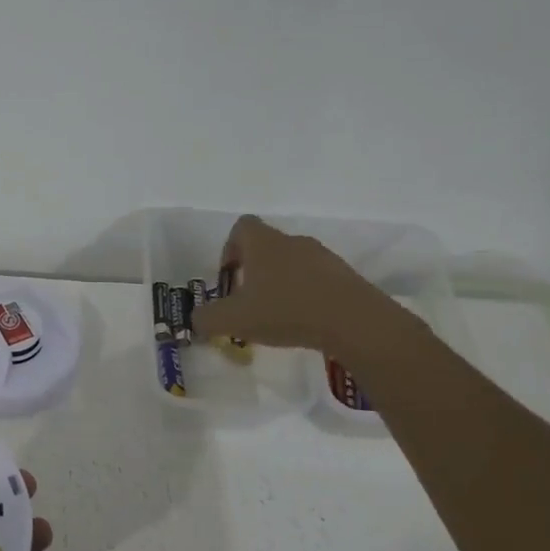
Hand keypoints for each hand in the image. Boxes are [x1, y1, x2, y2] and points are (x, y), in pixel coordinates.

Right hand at [190, 214, 398, 352]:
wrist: (353, 321)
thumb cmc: (285, 311)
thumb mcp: (233, 320)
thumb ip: (206, 318)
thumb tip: (197, 319)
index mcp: (263, 243)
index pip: (242, 227)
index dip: (230, 249)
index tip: (229, 278)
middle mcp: (292, 241)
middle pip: (266, 247)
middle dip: (253, 273)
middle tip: (248, 303)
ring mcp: (322, 257)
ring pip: (291, 264)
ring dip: (280, 285)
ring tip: (276, 317)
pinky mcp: (344, 276)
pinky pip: (316, 280)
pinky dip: (305, 296)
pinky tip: (304, 323)